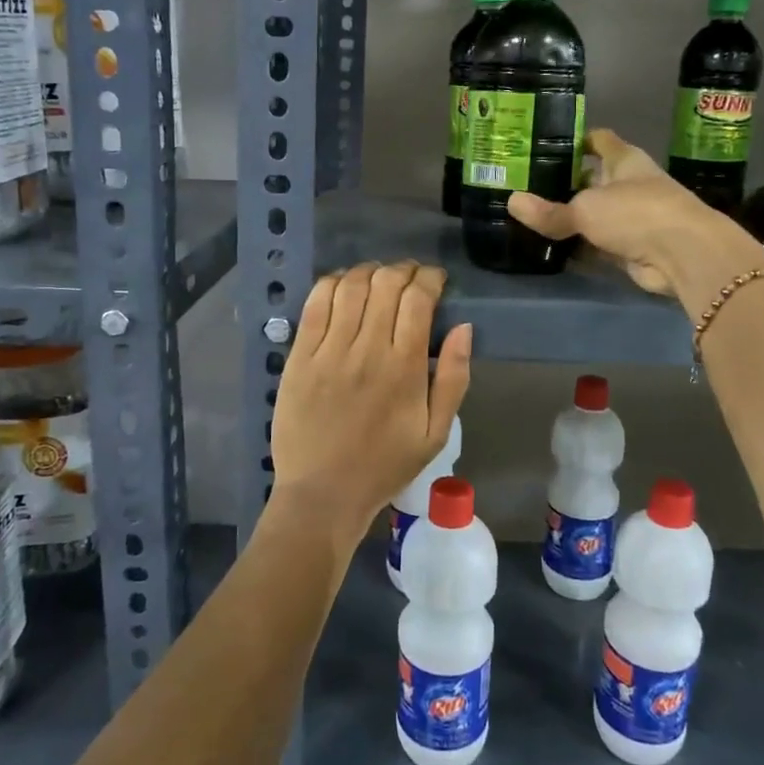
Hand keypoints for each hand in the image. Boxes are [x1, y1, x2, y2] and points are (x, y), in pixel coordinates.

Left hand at [269, 261, 471, 549]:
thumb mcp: (436, 432)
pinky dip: (332, 284)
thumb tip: (463, 327)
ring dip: (369, 271)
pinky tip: (343, 286)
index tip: (435, 280)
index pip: (418, 299)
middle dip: (403, 270)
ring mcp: (329, 351)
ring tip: (378, 277)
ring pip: (350, 286)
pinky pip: (315, 304)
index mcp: (405, 368)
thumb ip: (454, 378)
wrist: (323, 494)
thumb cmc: (385, 465)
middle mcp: (367, 350)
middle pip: (386, 283)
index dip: (429, 278)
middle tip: (409, 277)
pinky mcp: (300, 356)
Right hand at [508, 129, 763, 297]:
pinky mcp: (630, 247)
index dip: (576, 139)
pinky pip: (596, 243)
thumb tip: (512, 202)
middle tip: (525, 184)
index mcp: (625, 160)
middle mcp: (629, 184)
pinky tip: (549, 246)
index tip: (545, 142)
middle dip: (564, 182)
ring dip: (570, 217)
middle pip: (592, 178)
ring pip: (593, 213)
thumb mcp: (586, 209)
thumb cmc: (637, 213)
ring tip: (530, 215)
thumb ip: (550, 211)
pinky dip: (578, 245)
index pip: (599, 140)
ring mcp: (632, 217)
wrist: (683, 256)